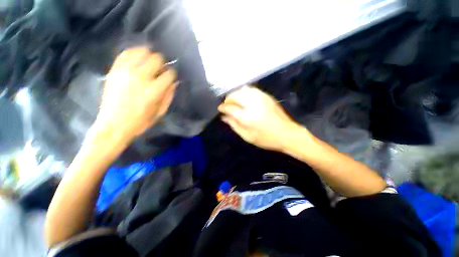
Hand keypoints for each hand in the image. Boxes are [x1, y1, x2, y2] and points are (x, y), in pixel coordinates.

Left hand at [96, 48, 176, 141]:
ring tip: (149, 63)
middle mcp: (141, 77)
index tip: (171, 78)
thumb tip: (174, 82)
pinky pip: (126, 53)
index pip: (169, 74)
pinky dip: (134, 53)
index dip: (172, 75)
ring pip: (142, 52)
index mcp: (154, 91)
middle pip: (157, 59)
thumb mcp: (160, 112)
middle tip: (160, 70)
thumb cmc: (140, 121)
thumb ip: (169, 95)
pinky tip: (137, 59)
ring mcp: (126, 72)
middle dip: (162, 64)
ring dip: (149, 56)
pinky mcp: (115, 70)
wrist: (113, 125)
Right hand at [218, 86, 299, 151]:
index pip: (230, 108)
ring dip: (235, 94)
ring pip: (243, 90)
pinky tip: (243, 98)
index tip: (220, 109)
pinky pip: (251, 90)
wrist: (287, 134)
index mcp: (247, 116)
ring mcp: (261, 98)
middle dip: (228, 99)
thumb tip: (224, 117)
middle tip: (226, 105)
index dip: (223, 107)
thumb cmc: (266, 139)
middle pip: (235, 95)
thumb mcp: (247, 136)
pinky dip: (244, 92)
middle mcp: (252, 104)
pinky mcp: (267, 96)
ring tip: (233, 101)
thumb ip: (234, 125)